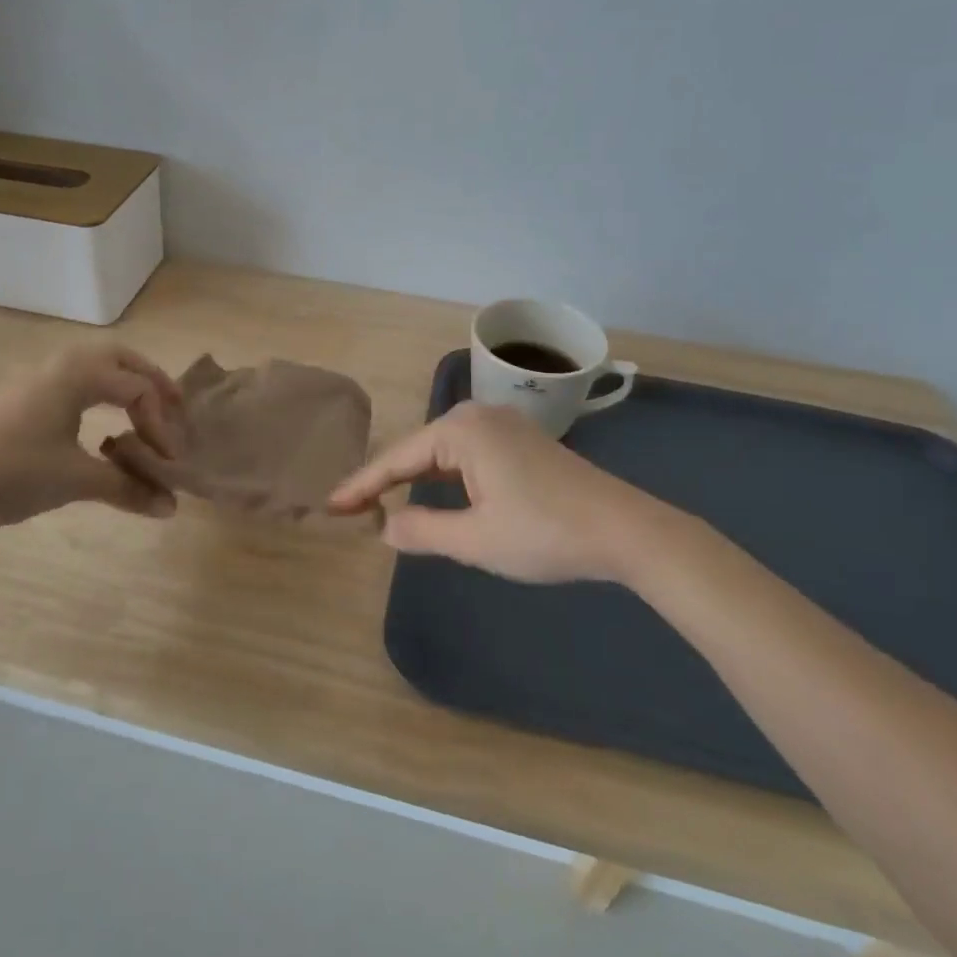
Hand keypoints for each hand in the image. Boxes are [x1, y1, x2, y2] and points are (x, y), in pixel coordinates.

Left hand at [0, 343, 185, 532]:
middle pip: (122, 359)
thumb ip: (128, 489)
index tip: (169, 464)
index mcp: (79, 374)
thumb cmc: (12, 473)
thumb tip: (171, 508)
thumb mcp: (76, 481)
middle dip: (153, 383)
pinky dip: (100, 393)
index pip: (138, 390)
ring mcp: (37, 377)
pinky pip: (75, 379)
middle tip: (176, 409)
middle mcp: (61, 365)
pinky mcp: (21, 395)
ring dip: (126, 384)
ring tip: (144, 412)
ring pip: (96, 365)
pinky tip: (98, 426)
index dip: (162, 425)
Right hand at [328, 402, 713, 584]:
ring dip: (414, 479)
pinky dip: (444, 477)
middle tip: (351, 509)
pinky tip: (434, 495)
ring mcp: (503, 426)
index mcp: (461, 430)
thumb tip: (385, 526)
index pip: (397, 459)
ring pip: (442, 453)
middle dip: (384, 480)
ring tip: (381, 503)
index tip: (330, 506)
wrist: (627, 531)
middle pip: (417, 451)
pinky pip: (467, 456)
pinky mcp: (521, 442)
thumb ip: (423, 531)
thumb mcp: (476, 540)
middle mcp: (478, 416)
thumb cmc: (545, 532)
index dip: (361, 485)